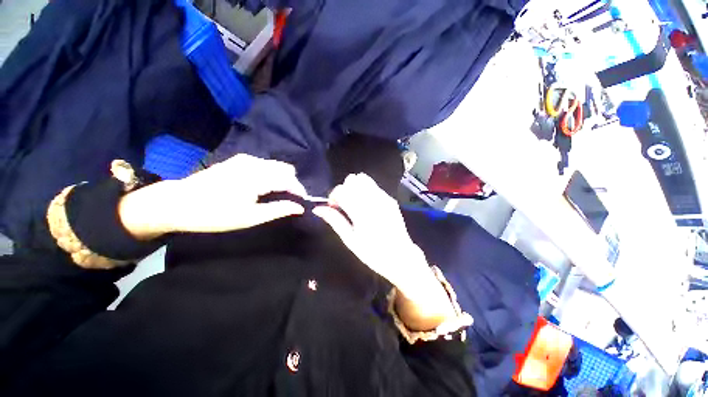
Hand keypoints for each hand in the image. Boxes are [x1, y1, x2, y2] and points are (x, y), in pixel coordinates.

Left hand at [119, 154, 305, 237]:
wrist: (178, 202)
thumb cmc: (215, 214)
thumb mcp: (250, 217)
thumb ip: (278, 209)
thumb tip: (300, 208)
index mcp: (257, 177)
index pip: (289, 180)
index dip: (299, 191)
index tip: (302, 203)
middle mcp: (254, 163)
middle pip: (286, 169)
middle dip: (292, 183)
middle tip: (290, 200)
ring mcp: (245, 159)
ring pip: (276, 165)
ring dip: (283, 178)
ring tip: (279, 194)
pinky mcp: (238, 160)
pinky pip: (265, 164)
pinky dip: (272, 174)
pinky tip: (265, 186)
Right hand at [313, 174, 456, 330]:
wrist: (401, 257)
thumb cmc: (373, 253)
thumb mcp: (350, 240)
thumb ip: (334, 220)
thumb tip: (317, 209)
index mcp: (361, 211)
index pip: (342, 190)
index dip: (333, 196)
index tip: (334, 207)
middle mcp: (373, 200)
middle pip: (353, 179)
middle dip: (344, 189)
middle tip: (344, 205)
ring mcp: (384, 197)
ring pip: (364, 179)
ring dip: (354, 187)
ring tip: (354, 203)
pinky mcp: (390, 199)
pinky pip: (374, 186)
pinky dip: (365, 190)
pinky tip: (366, 205)